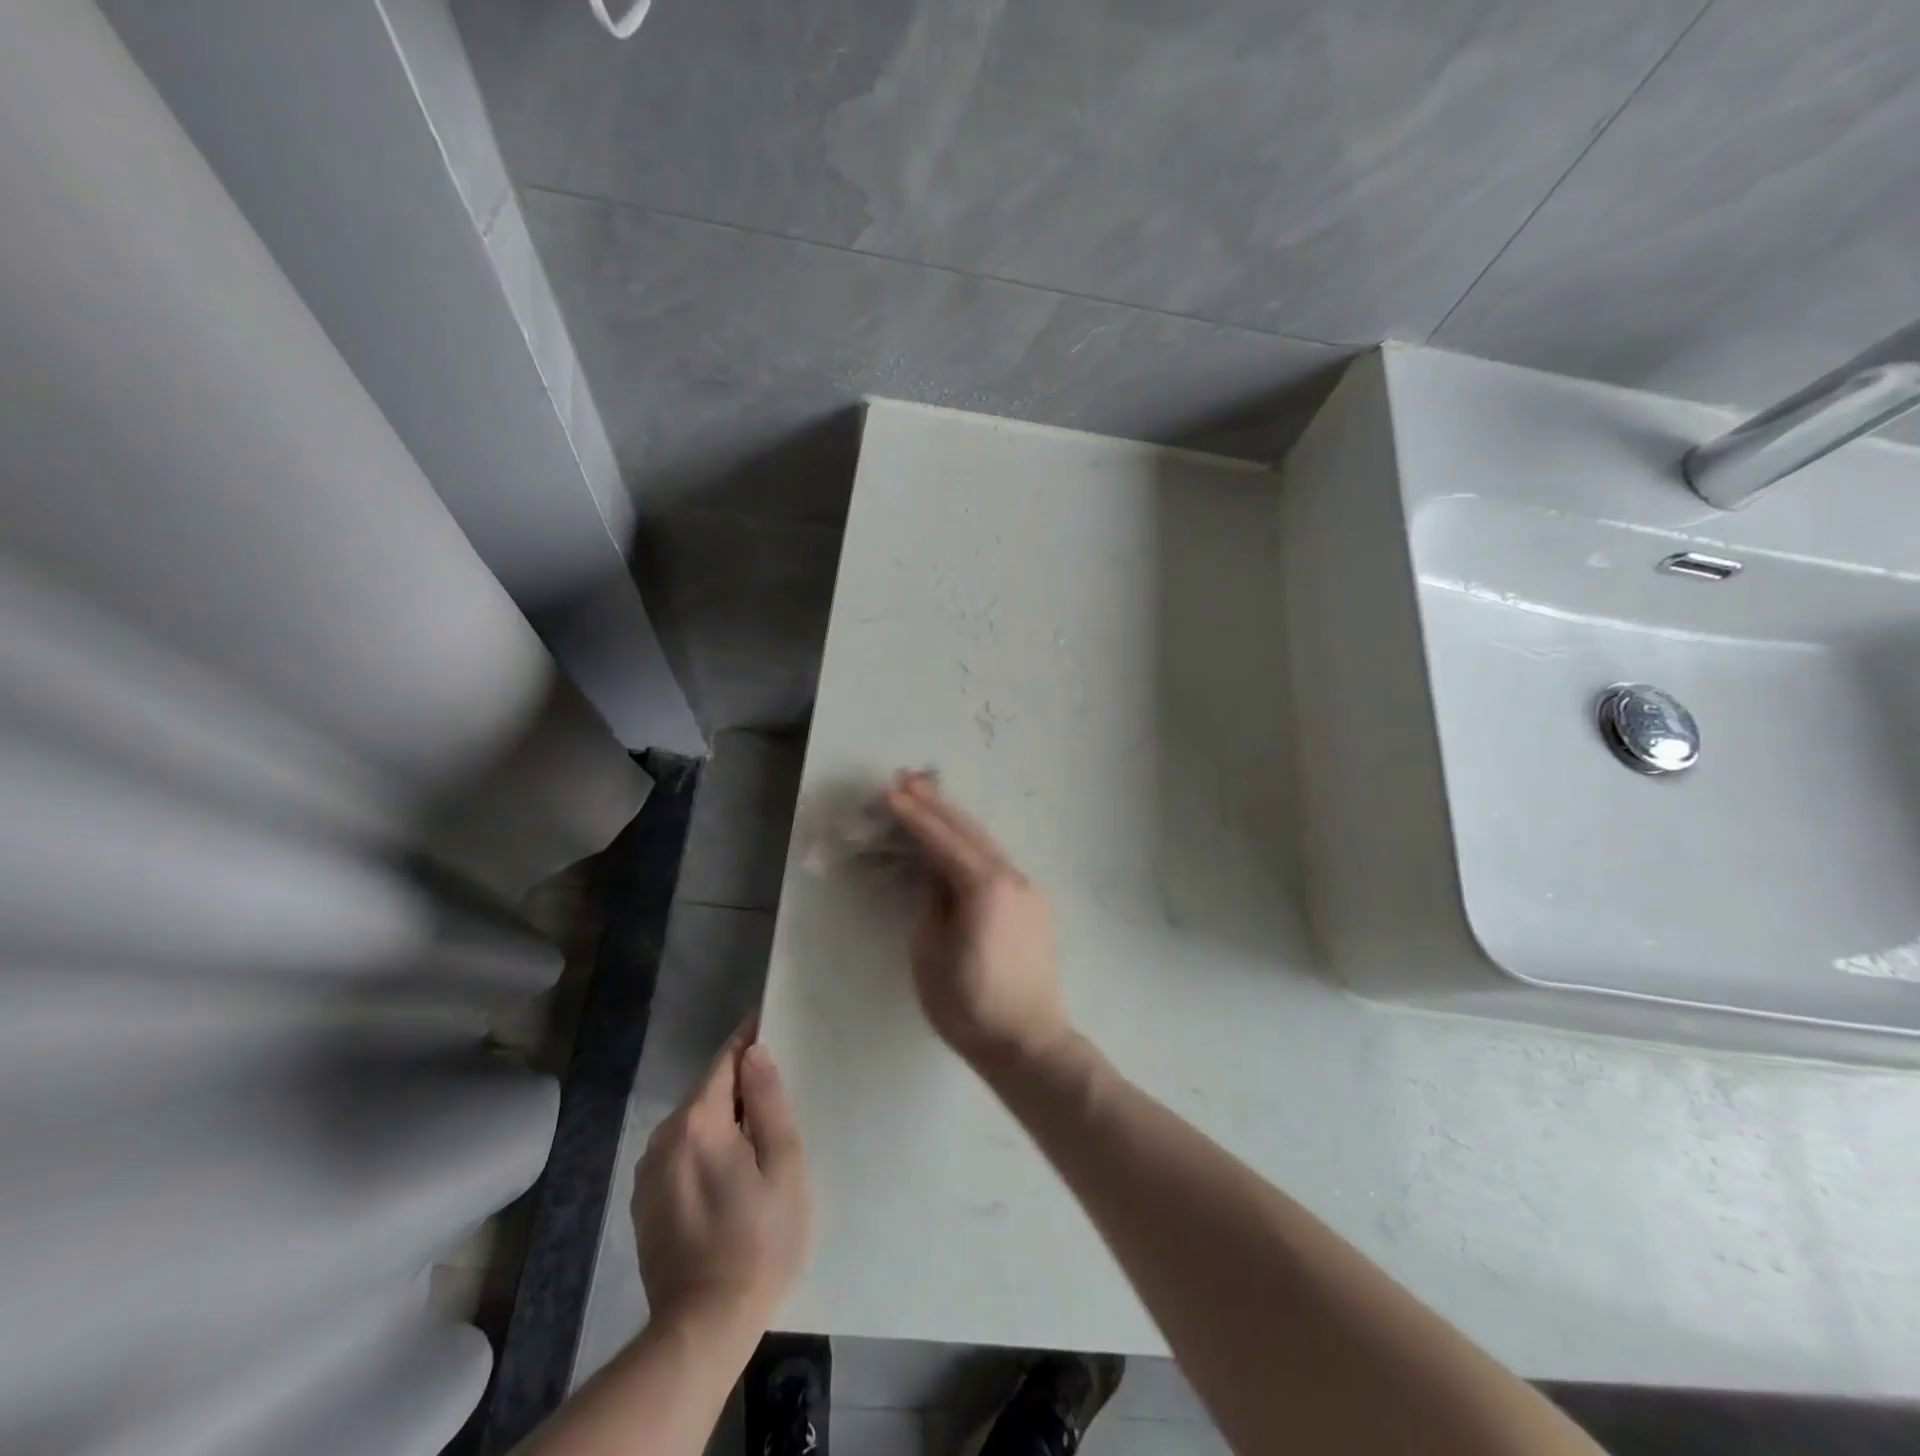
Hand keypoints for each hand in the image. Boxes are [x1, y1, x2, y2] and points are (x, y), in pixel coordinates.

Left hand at [633, 1025, 811, 1339]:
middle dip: (738, 1083)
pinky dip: (704, 1145)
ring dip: (721, 1116)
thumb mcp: (781, 1165)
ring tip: (756, 1130)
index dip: (747, 1040)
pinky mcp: (644, 1200)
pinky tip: (728, 1168)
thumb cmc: (759, 1240)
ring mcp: (648, 1171)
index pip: (723, 1061)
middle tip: (776, 1087)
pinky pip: (680, 1151)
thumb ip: (767, 1102)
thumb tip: (754, 1052)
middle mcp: (663, 1137)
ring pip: (692, 1122)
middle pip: (706, 1091)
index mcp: (697, 1123)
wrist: (702, 1327)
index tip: (769, 1023)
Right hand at [884, 772, 1072, 1067]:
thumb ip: (932, 903)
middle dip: (936, 804)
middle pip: (967, 830)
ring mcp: (1026, 888)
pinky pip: (995, 861)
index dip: (913, 816)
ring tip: (927, 797)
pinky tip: (957, 839)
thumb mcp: (930, 953)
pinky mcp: (1031, 903)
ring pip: (984, 842)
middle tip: (907, 778)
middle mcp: (1010, 876)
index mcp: (984, 886)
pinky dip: (971, 844)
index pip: (941, 840)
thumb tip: (935, 876)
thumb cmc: (969, 1005)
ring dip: (954, 820)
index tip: (889, 792)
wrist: (1028, 1042)